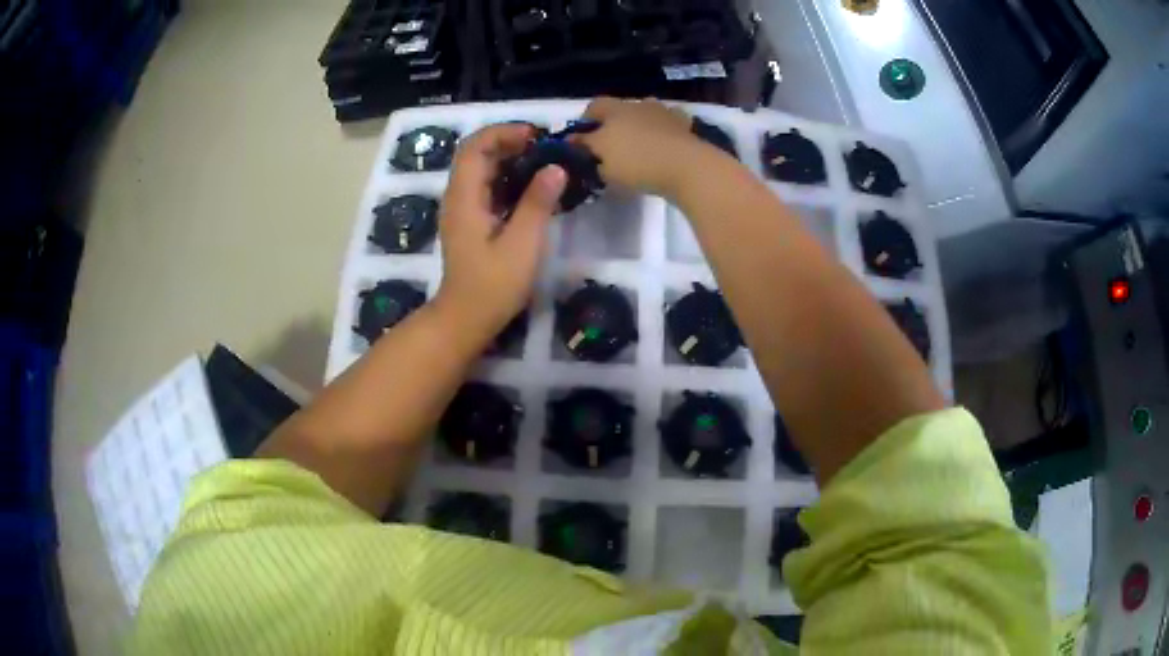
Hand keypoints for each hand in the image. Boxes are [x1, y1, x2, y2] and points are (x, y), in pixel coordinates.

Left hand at [433, 124, 567, 342]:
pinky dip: (508, 179)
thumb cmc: (492, 285)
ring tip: (544, 163)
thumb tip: (556, 168)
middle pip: (476, 154)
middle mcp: (458, 197)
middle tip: (545, 148)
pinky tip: (533, 188)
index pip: (474, 147)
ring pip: (482, 170)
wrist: (465, 319)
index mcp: (464, 198)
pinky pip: (487, 188)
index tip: (535, 136)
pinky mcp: (471, 222)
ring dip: (510, 160)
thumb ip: (537, 203)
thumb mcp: (522, 245)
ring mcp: (463, 210)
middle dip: (509, 143)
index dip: (503, 132)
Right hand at [575, 97, 703, 196]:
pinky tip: (662, 141)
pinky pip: (668, 122)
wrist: (686, 166)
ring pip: (644, 112)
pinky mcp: (684, 125)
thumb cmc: (638, 164)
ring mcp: (663, 112)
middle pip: (619, 108)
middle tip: (608, 144)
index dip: (583, 124)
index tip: (580, 142)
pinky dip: (663, 129)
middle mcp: (638, 104)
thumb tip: (575, 143)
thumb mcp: (603, 163)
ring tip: (637, 143)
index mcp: (614, 110)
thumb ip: (586, 150)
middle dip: (611, 122)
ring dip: (638, 123)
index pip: (592, 109)